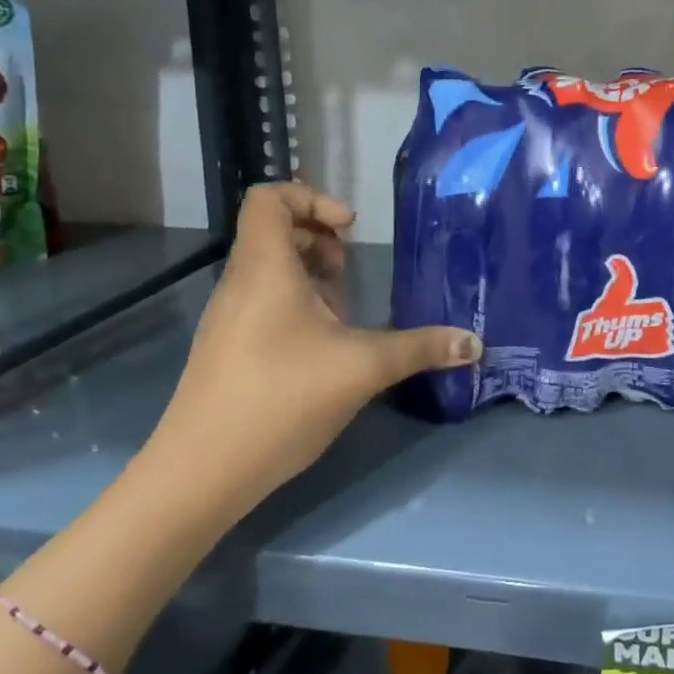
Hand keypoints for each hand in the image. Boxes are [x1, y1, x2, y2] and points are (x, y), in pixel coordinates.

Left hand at [146, 183, 480, 518]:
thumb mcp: (362, 368)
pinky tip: (323, 352)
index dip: (311, 198)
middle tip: (349, 275)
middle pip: (274, 233)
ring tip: (343, 316)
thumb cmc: (280, 400)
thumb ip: (421, 349)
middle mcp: (241, 283)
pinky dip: (297, 309)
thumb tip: (474, 342)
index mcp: (264, 268)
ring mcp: (229, 318)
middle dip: (321, 243)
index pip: (269, 198)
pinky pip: (263, 304)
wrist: (199, 475)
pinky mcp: (227, 350)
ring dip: (312, 279)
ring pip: (271, 272)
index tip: (349, 231)